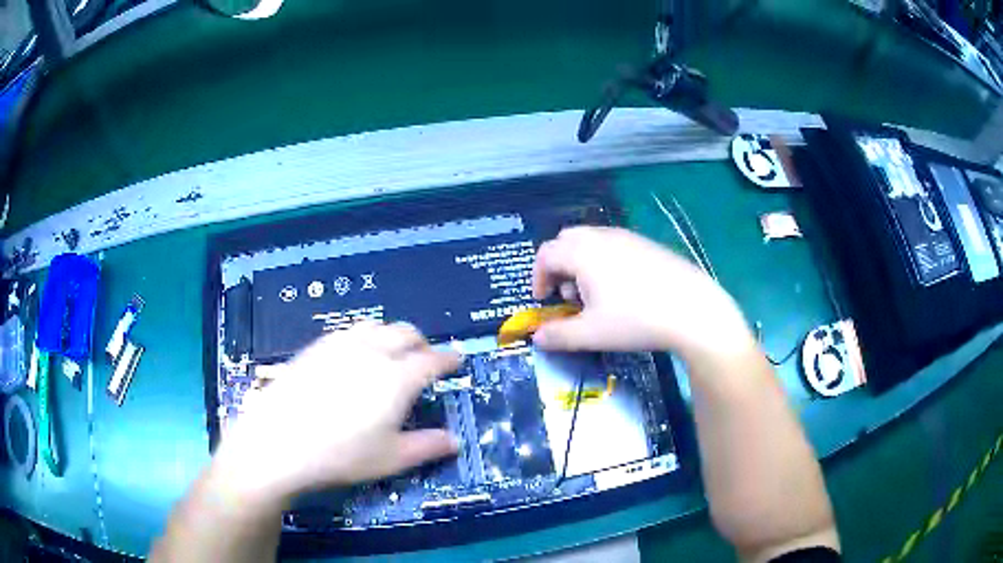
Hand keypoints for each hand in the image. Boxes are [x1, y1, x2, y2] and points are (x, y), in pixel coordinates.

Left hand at [213, 322, 459, 504]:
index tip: (457, 360)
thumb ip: (428, 447)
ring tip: (392, 353)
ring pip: (376, 326)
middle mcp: (372, 352)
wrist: (278, 441)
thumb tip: (455, 441)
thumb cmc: (341, 455)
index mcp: (397, 378)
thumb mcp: (391, 459)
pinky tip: (355, 356)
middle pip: (405, 333)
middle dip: (422, 343)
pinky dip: (364, 337)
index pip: (432, 360)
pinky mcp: (316, 347)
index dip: (448, 359)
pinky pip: (349, 331)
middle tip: (425, 359)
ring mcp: (341, 345)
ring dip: (392, 335)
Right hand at [532, 227, 754, 361]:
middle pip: (566, 240)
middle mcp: (602, 237)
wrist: (693, 309)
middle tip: (568, 295)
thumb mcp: (591, 334)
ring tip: (596, 295)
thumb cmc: (636, 320)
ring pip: (591, 241)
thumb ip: (558, 335)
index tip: (544, 301)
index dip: (537, 278)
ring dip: (581, 263)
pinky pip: (614, 245)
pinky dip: (605, 261)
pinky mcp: (648, 244)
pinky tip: (624, 290)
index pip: (545, 255)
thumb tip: (537, 337)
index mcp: (582, 252)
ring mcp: (628, 237)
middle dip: (559, 266)